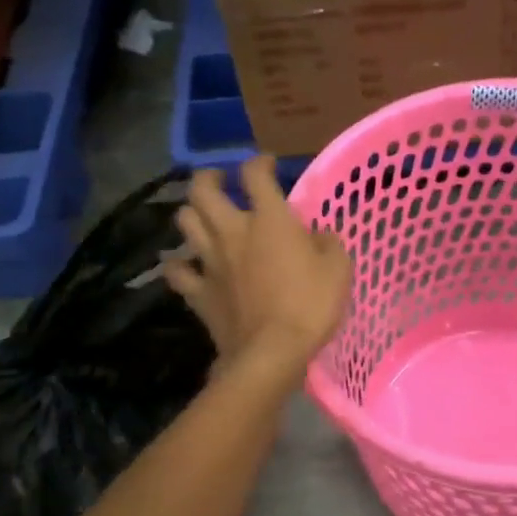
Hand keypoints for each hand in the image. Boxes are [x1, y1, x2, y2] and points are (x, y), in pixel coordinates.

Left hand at [165, 157, 352, 368]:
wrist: (271, 352)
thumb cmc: (310, 306)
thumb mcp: (339, 269)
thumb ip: (328, 243)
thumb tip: (318, 235)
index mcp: (269, 220)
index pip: (255, 174)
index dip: (259, 163)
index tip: (267, 165)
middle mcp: (232, 231)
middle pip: (202, 190)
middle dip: (209, 178)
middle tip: (219, 180)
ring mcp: (209, 261)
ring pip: (185, 222)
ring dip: (192, 214)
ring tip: (204, 218)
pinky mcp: (197, 292)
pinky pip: (177, 271)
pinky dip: (180, 264)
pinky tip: (187, 265)